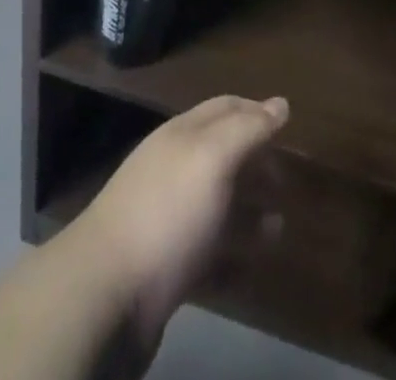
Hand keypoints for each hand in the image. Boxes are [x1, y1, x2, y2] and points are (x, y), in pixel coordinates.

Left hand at [74, 95, 289, 343]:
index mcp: (182, 135)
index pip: (224, 108)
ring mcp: (168, 218)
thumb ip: (247, 129)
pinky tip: (254, 263)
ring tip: (280, 226)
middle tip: (286, 179)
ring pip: (217, 205)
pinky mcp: (167, 266)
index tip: (287, 124)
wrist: (107, 292)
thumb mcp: (212, 157)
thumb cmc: (167, 211)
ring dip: (249, 211)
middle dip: (255, 162)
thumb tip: (280, 103)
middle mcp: (174, 169)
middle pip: (221, 155)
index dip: (256, 110)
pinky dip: (234, 253)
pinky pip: (209, 252)